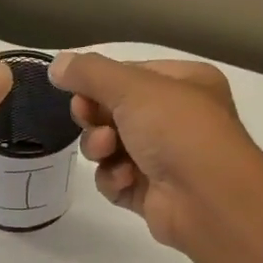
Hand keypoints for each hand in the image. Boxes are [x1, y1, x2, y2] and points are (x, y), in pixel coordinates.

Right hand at [52, 51, 262, 251]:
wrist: (206, 198)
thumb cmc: (177, 129)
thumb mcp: (132, 88)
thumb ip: (90, 73)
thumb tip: (56, 64)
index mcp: (184, 83)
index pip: (130, 75)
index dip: (100, 83)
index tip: (78, 92)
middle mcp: (177, 119)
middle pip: (115, 112)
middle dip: (96, 118)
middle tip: (88, 119)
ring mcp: (164, 159)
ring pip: (111, 148)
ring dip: (101, 149)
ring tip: (107, 152)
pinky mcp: (150, 195)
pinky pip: (117, 181)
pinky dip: (114, 179)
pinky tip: (125, 180)